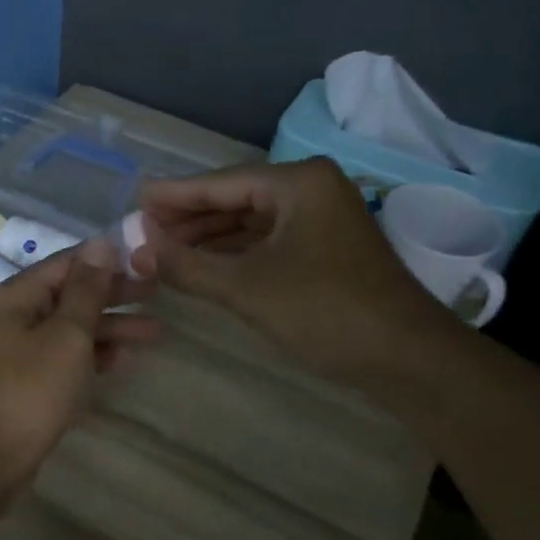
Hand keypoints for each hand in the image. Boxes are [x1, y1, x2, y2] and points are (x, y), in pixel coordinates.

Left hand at [0, 236, 158, 504]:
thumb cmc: (27, 392)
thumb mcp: (65, 336)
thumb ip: (86, 291)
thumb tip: (101, 243)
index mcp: (13, 297)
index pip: (65, 263)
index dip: (107, 260)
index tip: (146, 261)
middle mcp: (11, 318)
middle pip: (68, 296)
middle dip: (113, 296)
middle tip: (158, 294)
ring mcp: (16, 353)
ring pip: (69, 330)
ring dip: (110, 330)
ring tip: (156, 333)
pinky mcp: (24, 384)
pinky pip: (63, 359)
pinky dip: (92, 357)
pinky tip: (126, 359)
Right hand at [132, 158, 456, 382]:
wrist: (405, 357)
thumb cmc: (324, 311)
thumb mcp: (246, 288)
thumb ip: (187, 266)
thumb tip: (136, 251)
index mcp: (298, 183)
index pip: (221, 183)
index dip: (173, 196)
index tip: (134, 201)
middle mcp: (311, 190)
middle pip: (235, 199)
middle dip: (188, 219)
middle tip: (142, 232)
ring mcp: (321, 219)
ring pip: (250, 222)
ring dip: (208, 238)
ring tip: (162, 251)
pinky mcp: (325, 249)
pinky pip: (267, 242)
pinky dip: (234, 254)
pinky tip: (203, 266)